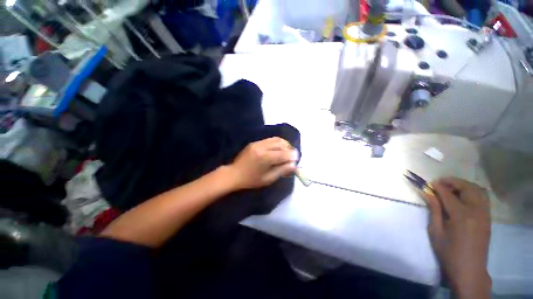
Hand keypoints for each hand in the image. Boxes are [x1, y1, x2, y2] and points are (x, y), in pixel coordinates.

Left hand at [227, 137, 297, 189]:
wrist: (234, 174)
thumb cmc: (251, 180)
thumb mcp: (268, 179)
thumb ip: (282, 170)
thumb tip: (294, 165)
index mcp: (265, 158)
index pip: (283, 154)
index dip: (292, 155)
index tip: (297, 158)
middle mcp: (262, 147)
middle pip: (280, 144)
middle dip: (289, 148)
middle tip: (292, 155)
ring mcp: (257, 143)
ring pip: (275, 139)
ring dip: (283, 144)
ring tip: (286, 151)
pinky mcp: (254, 142)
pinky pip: (269, 140)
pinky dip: (276, 143)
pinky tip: (277, 149)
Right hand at [423, 178, 491, 298]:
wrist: (469, 269)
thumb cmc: (449, 252)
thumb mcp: (436, 231)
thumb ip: (434, 210)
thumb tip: (428, 194)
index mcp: (461, 216)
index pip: (449, 195)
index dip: (438, 187)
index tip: (429, 183)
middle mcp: (476, 211)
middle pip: (467, 188)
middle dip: (453, 182)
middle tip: (440, 183)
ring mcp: (485, 214)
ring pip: (478, 190)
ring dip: (464, 185)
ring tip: (452, 188)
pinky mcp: (488, 218)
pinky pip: (483, 198)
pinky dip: (473, 192)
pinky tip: (463, 196)